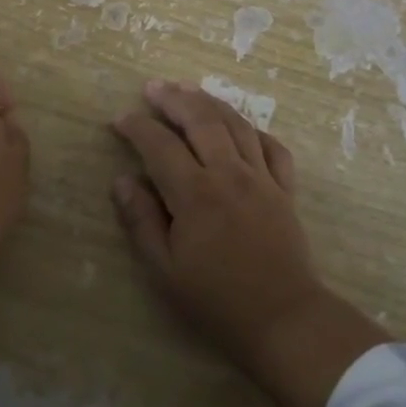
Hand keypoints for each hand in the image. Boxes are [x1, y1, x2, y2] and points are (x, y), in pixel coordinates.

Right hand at [111, 79, 388, 406]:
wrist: (284, 319)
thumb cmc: (217, 300)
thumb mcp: (165, 270)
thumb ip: (142, 221)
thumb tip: (122, 181)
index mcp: (195, 194)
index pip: (160, 145)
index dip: (138, 127)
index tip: (120, 119)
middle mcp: (228, 174)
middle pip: (201, 120)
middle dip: (174, 99)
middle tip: (154, 87)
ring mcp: (262, 178)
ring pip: (236, 124)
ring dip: (210, 102)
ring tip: (190, 89)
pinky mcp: (285, 189)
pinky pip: (273, 147)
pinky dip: (254, 130)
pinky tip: (241, 126)